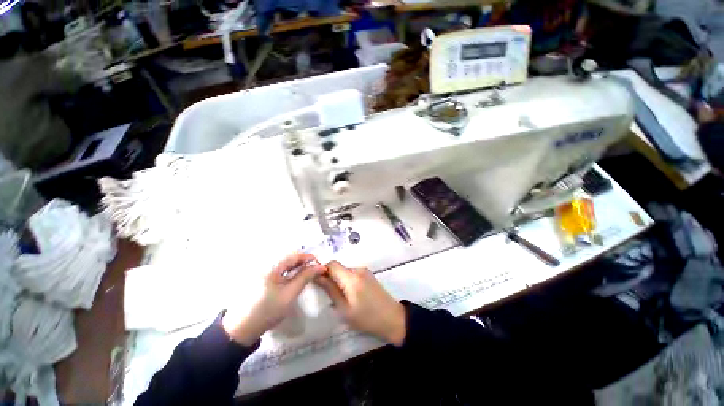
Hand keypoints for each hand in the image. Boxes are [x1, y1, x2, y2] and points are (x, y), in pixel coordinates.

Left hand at [222, 252, 325, 345]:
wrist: (241, 329)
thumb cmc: (268, 310)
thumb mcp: (290, 294)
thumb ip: (305, 277)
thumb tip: (320, 266)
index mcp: (272, 265)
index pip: (294, 255)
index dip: (309, 257)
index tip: (320, 264)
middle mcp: (266, 263)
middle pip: (289, 257)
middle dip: (303, 262)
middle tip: (314, 270)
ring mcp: (261, 270)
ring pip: (284, 263)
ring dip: (296, 266)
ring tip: (306, 274)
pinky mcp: (259, 276)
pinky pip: (278, 268)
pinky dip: (288, 271)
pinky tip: (293, 278)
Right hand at [315, 261, 406, 345]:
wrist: (392, 318)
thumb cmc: (366, 318)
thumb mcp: (344, 309)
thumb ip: (330, 290)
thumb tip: (317, 276)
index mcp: (352, 277)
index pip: (332, 264)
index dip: (323, 271)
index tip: (319, 284)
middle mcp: (358, 270)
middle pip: (338, 268)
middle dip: (331, 278)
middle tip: (330, 295)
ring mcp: (365, 271)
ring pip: (345, 271)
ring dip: (340, 280)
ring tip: (342, 298)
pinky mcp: (369, 275)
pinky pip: (353, 274)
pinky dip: (347, 281)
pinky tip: (352, 295)